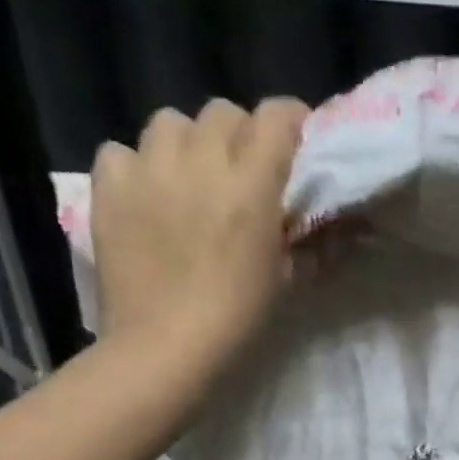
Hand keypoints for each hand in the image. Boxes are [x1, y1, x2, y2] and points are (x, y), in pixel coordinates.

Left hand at [90, 96, 308, 367]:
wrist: (165, 348)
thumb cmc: (239, 317)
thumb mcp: (291, 280)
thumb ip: (320, 243)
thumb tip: (350, 225)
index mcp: (251, 184)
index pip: (276, 115)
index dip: (292, 120)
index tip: (298, 140)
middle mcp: (199, 162)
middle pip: (223, 111)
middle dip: (240, 132)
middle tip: (245, 169)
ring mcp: (148, 171)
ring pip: (169, 121)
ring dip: (188, 141)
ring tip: (191, 176)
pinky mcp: (108, 189)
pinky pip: (121, 151)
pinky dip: (137, 165)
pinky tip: (148, 194)